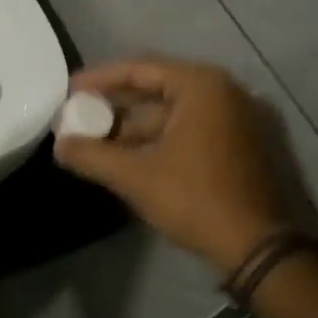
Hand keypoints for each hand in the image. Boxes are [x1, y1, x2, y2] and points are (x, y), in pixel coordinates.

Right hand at [52, 57, 295, 274]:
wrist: (259, 248)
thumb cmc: (196, 200)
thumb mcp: (136, 177)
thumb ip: (92, 156)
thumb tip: (59, 145)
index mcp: (201, 86)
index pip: (140, 69)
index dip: (100, 79)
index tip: (70, 90)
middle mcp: (224, 92)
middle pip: (157, 88)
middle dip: (116, 106)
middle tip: (80, 117)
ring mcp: (238, 118)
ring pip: (174, 113)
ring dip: (135, 128)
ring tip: (98, 144)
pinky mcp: (243, 143)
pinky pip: (192, 129)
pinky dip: (160, 139)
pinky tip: (130, 158)